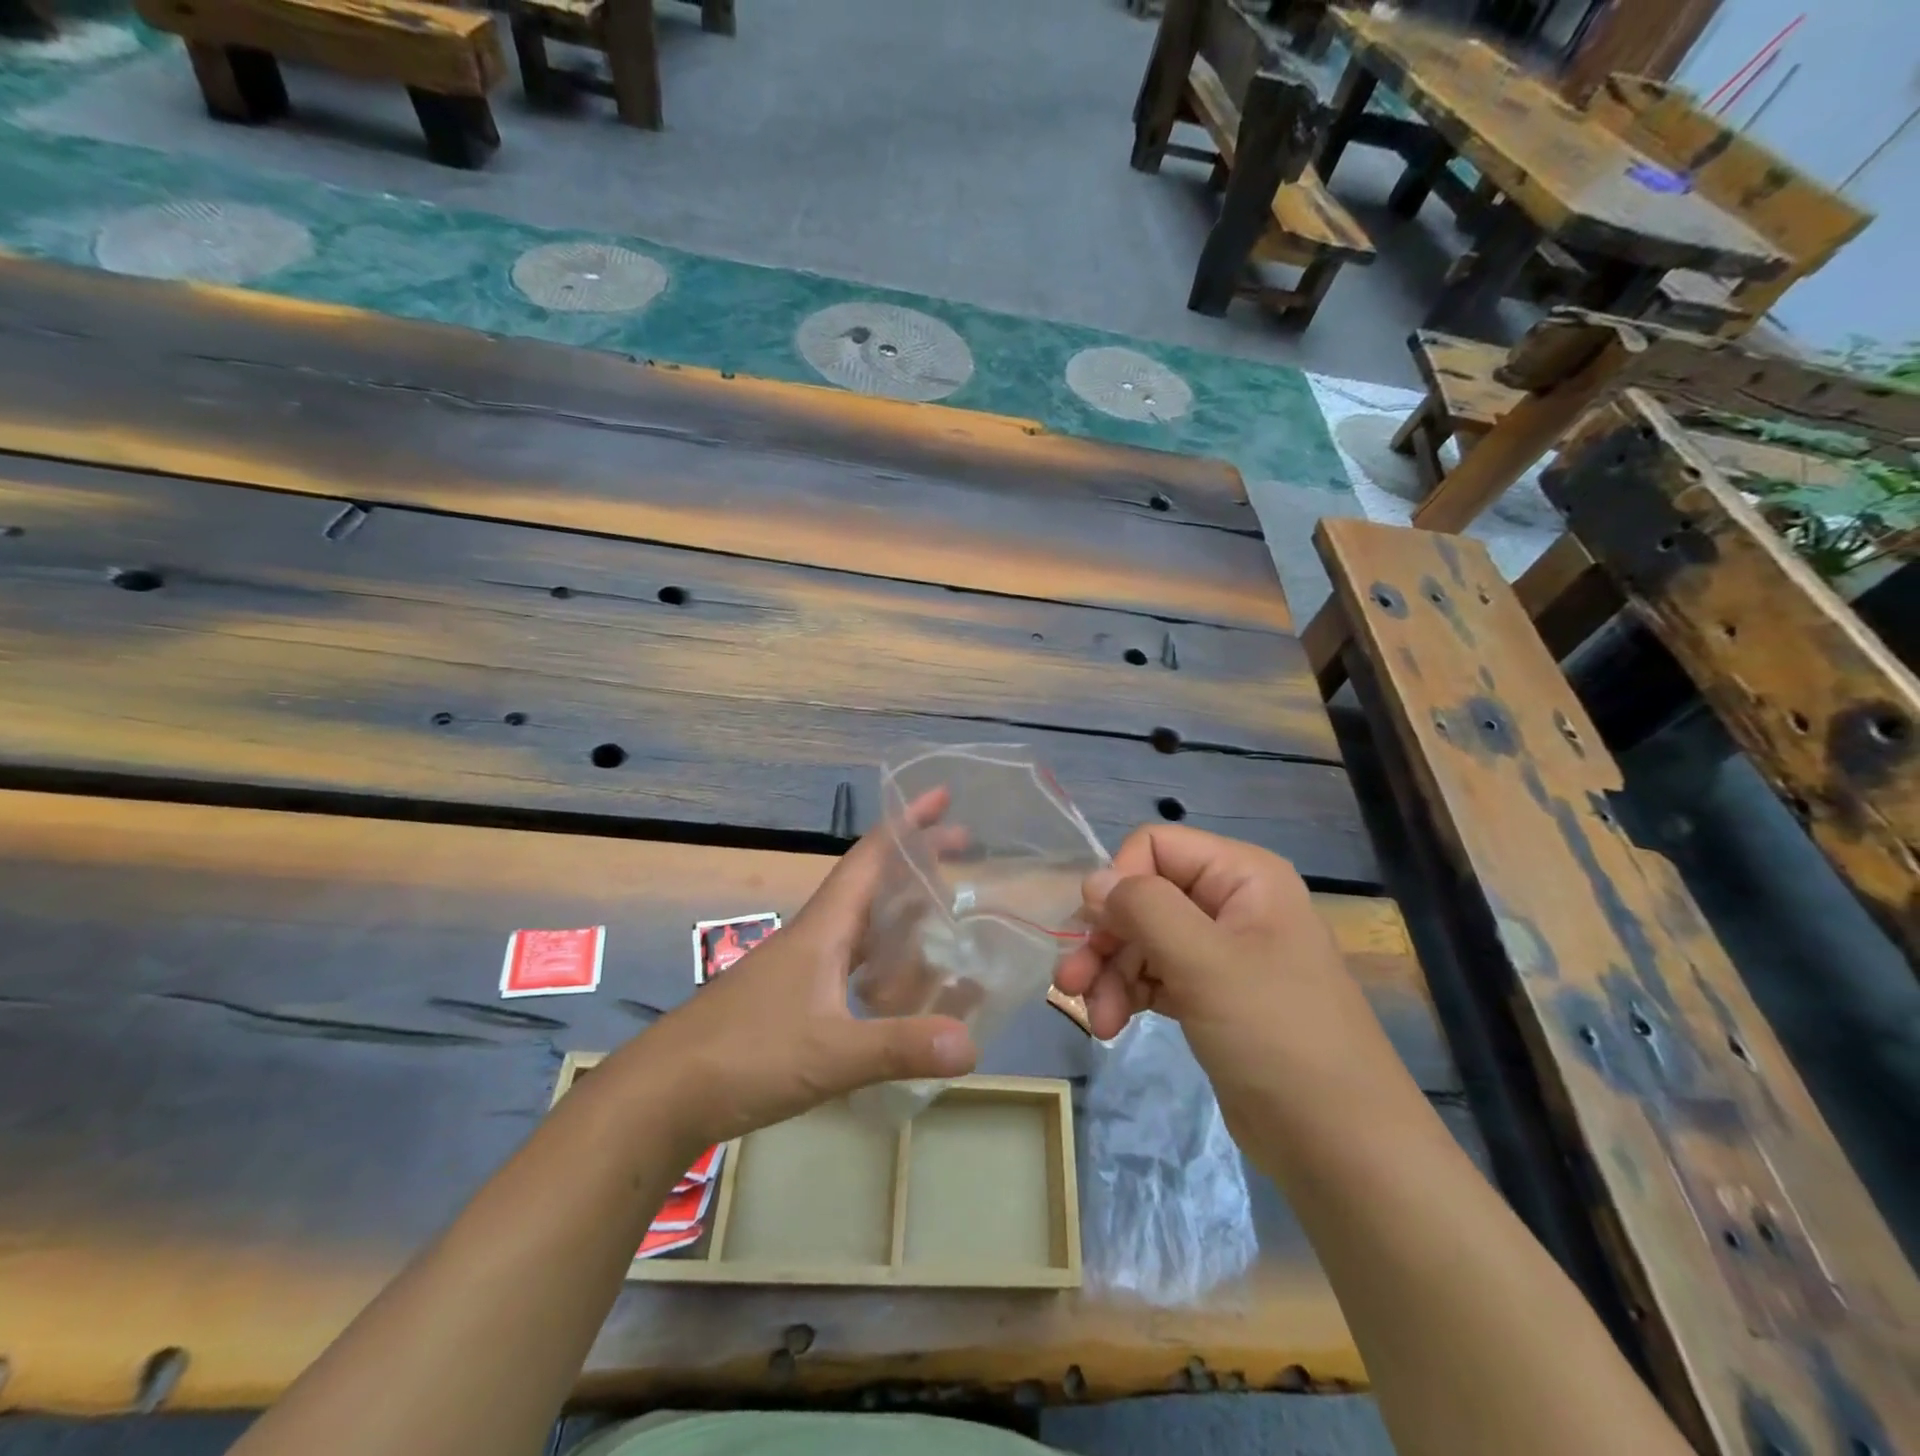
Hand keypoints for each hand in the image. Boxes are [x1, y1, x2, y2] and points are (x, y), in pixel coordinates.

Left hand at [631, 795, 978, 1151]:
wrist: (661, 1095)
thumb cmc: (745, 1055)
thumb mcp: (831, 1053)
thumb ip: (900, 1047)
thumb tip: (972, 1045)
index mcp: (823, 928)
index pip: (870, 857)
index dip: (907, 823)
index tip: (942, 796)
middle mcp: (814, 937)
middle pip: (872, 885)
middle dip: (917, 866)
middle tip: (965, 857)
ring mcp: (799, 970)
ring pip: (862, 928)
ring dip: (902, 917)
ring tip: (945, 923)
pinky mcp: (791, 1001)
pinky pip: (851, 967)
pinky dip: (883, 966)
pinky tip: (898, 993)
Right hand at [1055, 825, 1383, 1124]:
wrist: (1340, 1146)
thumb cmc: (1276, 1037)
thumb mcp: (1205, 962)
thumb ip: (1144, 908)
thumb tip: (1092, 880)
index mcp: (1242, 876)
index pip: (1156, 846)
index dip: (1119, 881)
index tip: (1096, 930)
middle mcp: (1231, 903)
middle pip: (1144, 895)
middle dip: (1105, 938)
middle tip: (1070, 982)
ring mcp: (1222, 951)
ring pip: (1143, 938)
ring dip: (1110, 973)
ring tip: (1096, 1019)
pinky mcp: (1211, 995)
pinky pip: (1155, 974)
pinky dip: (1129, 994)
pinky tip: (1112, 1026)